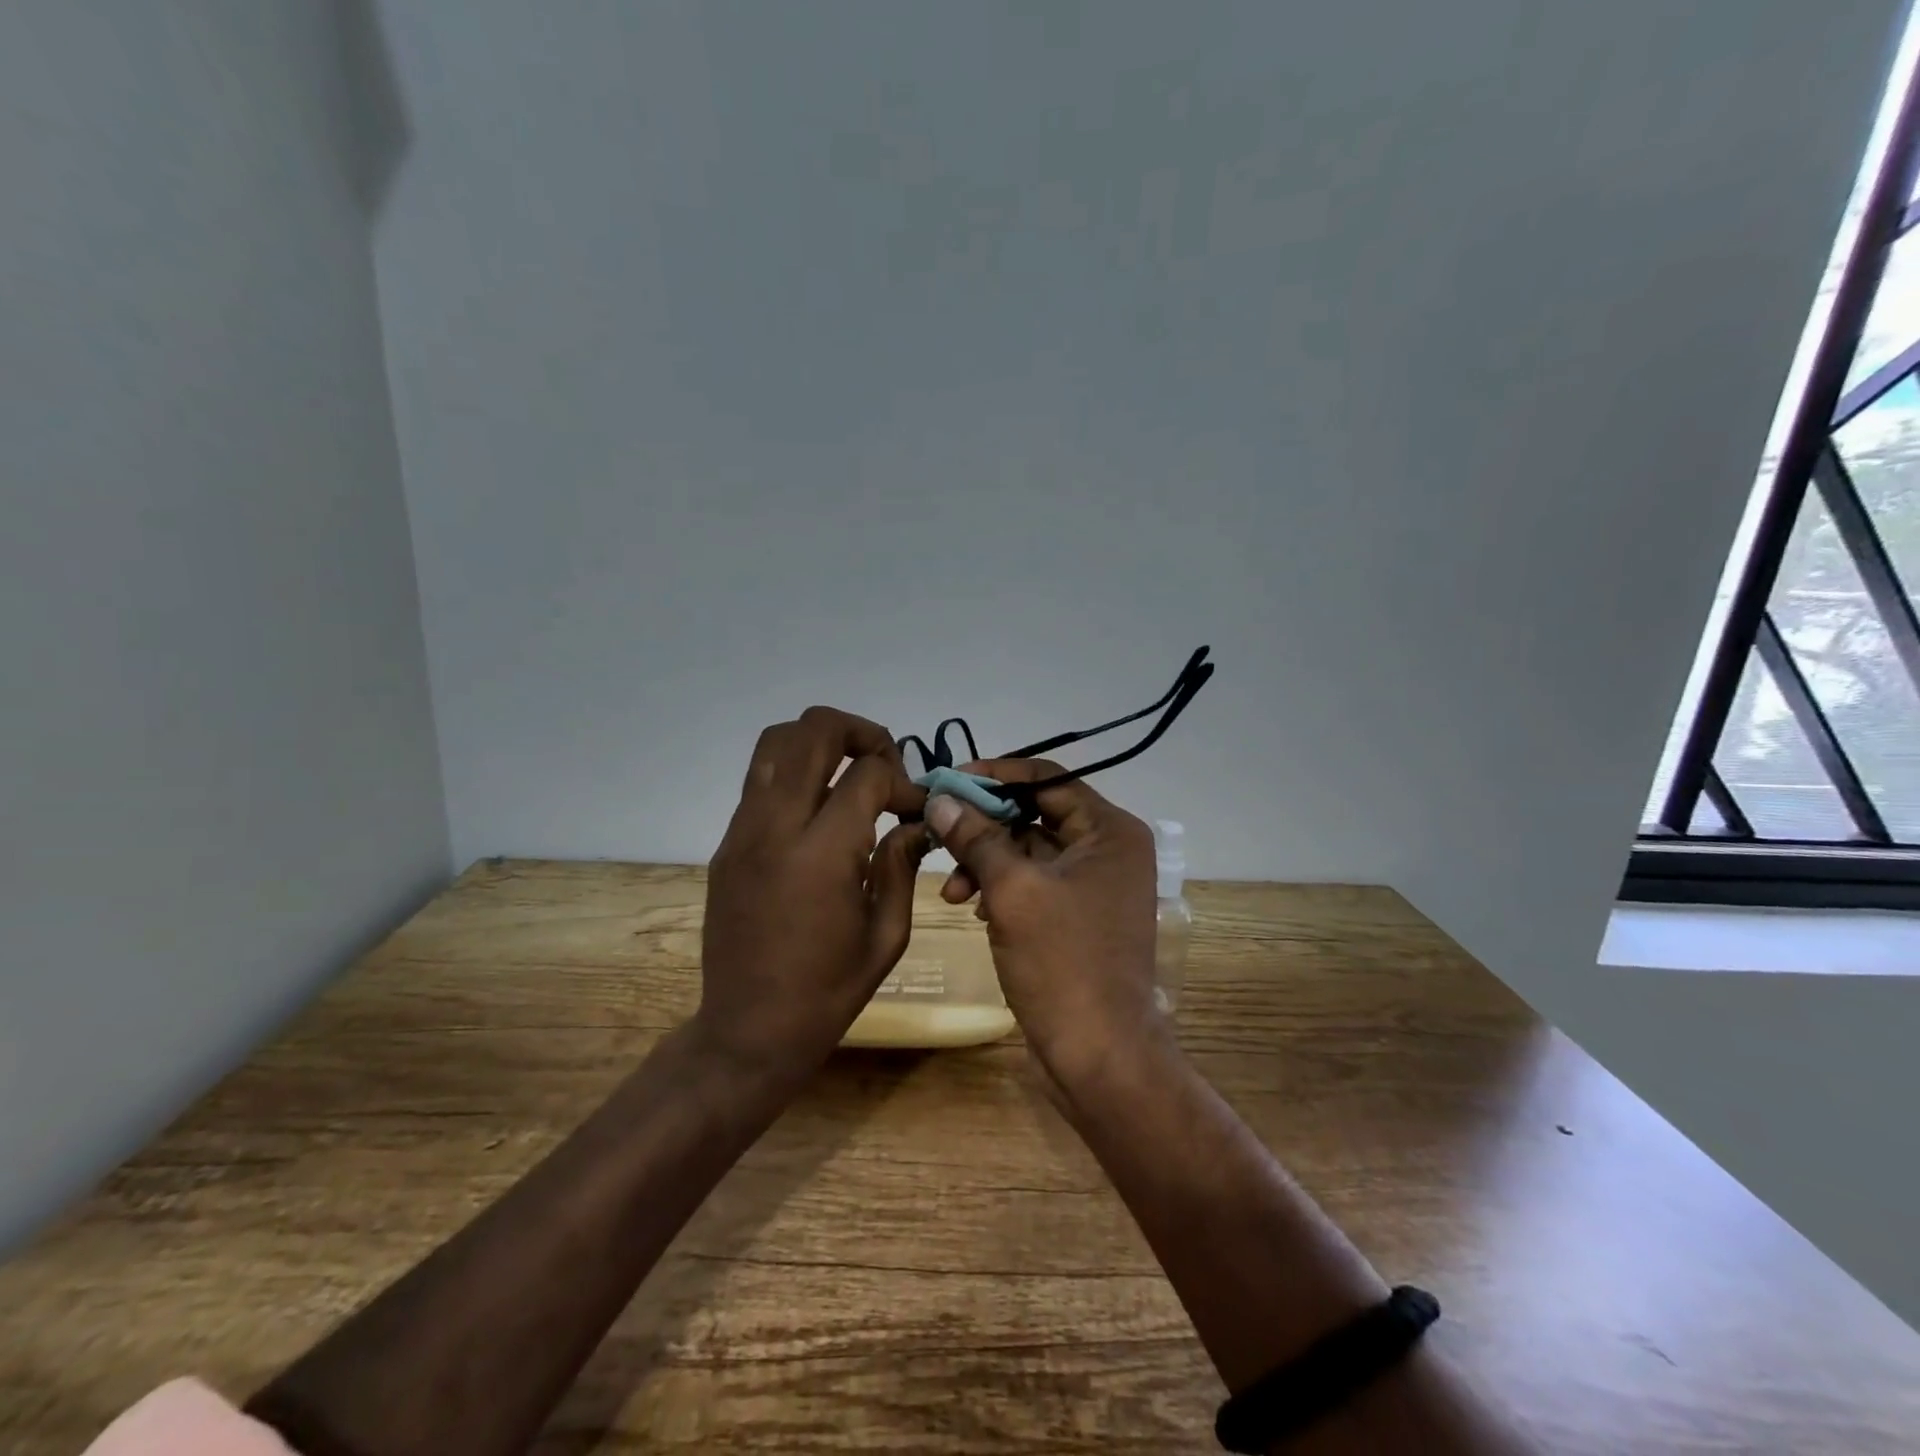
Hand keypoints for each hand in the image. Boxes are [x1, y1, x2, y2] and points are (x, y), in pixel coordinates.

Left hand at [698, 706, 928, 1080]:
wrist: (747, 1031)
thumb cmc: (828, 992)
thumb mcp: (886, 936)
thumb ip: (901, 865)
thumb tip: (913, 821)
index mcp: (821, 855)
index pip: (867, 775)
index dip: (903, 781)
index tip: (916, 808)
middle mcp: (775, 828)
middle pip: (813, 731)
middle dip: (861, 732)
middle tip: (886, 764)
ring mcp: (742, 832)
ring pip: (776, 742)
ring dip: (821, 742)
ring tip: (850, 773)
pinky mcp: (726, 844)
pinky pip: (760, 780)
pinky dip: (795, 773)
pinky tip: (819, 811)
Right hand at [924, 758, 1165, 1090]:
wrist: (1099, 1054)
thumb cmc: (1062, 962)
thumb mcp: (1012, 890)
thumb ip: (976, 838)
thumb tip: (941, 798)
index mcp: (1110, 831)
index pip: (1047, 779)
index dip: (995, 776)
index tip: (947, 783)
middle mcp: (1109, 850)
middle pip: (1035, 814)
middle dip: (984, 827)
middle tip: (938, 832)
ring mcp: (1095, 885)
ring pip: (1029, 851)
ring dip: (986, 862)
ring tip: (951, 891)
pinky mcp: (1078, 916)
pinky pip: (1033, 884)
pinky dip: (1001, 888)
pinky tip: (972, 908)